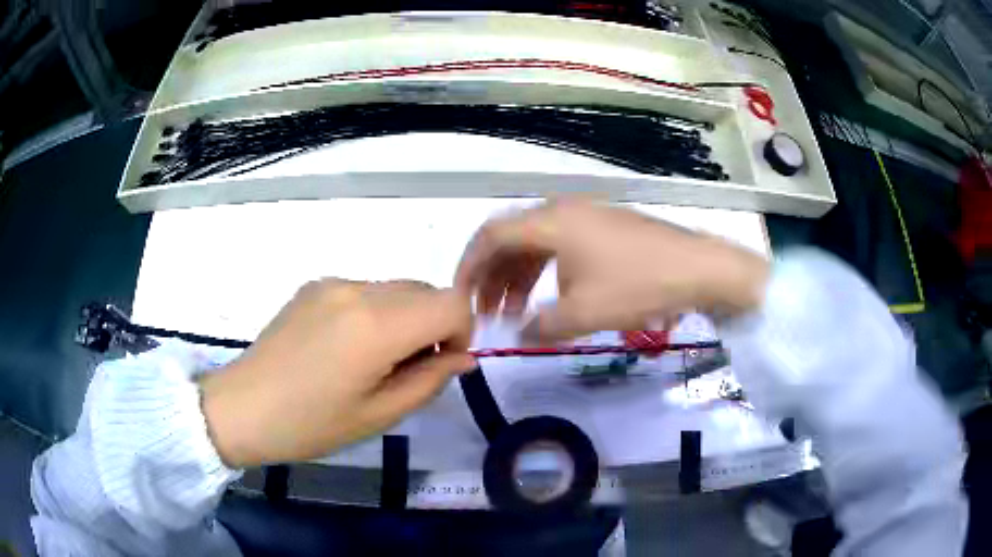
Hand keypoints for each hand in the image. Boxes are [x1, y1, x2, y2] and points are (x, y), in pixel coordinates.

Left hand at [201, 279, 474, 467]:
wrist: (242, 407)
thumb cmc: (311, 424)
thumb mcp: (379, 415)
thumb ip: (429, 380)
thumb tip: (463, 358)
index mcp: (376, 325)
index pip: (451, 303)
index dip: (462, 331)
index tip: (442, 363)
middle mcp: (358, 290)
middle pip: (426, 290)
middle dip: (434, 325)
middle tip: (410, 368)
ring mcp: (333, 283)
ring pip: (396, 288)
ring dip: (405, 318)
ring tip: (374, 360)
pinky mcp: (314, 286)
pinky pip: (365, 290)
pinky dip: (376, 312)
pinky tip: (346, 347)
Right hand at [455, 199, 768, 342]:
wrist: (701, 269)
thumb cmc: (640, 286)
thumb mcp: (585, 313)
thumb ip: (541, 326)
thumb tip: (520, 332)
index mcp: (551, 222)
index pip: (491, 235)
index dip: (469, 266)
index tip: (459, 297)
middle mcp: (564, 210)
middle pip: (512, 238)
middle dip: (494, 276)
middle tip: (487, 314)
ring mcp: (588, 215)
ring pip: (538, 243)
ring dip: (521, 276)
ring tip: (515, 312)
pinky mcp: (607, 227)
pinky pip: (563, 245)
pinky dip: (548, 271)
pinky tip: (553, 297)